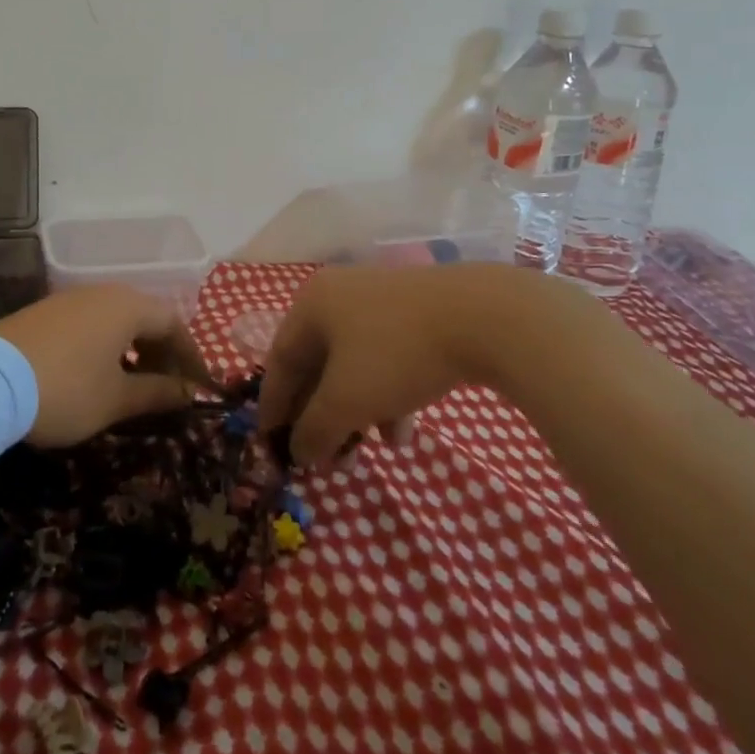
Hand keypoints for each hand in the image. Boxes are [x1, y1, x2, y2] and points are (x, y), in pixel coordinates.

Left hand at [0, 285, 211, 446]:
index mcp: (127, 306)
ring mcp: (69, 299)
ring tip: (133, 383)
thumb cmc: (66, 389)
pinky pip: (89, 323)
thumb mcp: (116, 399)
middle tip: (168, 388)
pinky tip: (95, 373)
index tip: (198, 387)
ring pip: (116, 319)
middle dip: (162, 352)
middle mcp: (101, 293)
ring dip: (133, 349)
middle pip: (145, 317)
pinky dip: (104, 346)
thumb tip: (188, 392)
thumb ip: (157, 393)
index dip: (191, 356)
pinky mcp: (44, 312)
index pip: (174, 324)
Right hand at [257, 265, 490, 465]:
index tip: (269, 442)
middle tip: (323, 456)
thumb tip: (298, 452)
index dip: (273, 405)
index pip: (280, 360)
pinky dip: (385, 396)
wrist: (484, 317)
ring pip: (354, 366)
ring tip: (366, 452)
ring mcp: (381, 303)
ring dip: (354, 412)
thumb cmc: (396, 353)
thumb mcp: (347, 400)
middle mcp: (339, 297)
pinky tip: (402, 433)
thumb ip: (314, 430)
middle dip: (320, 416)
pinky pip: (386, 360)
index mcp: (312, 305)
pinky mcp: (417, 315)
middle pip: (317, 364)